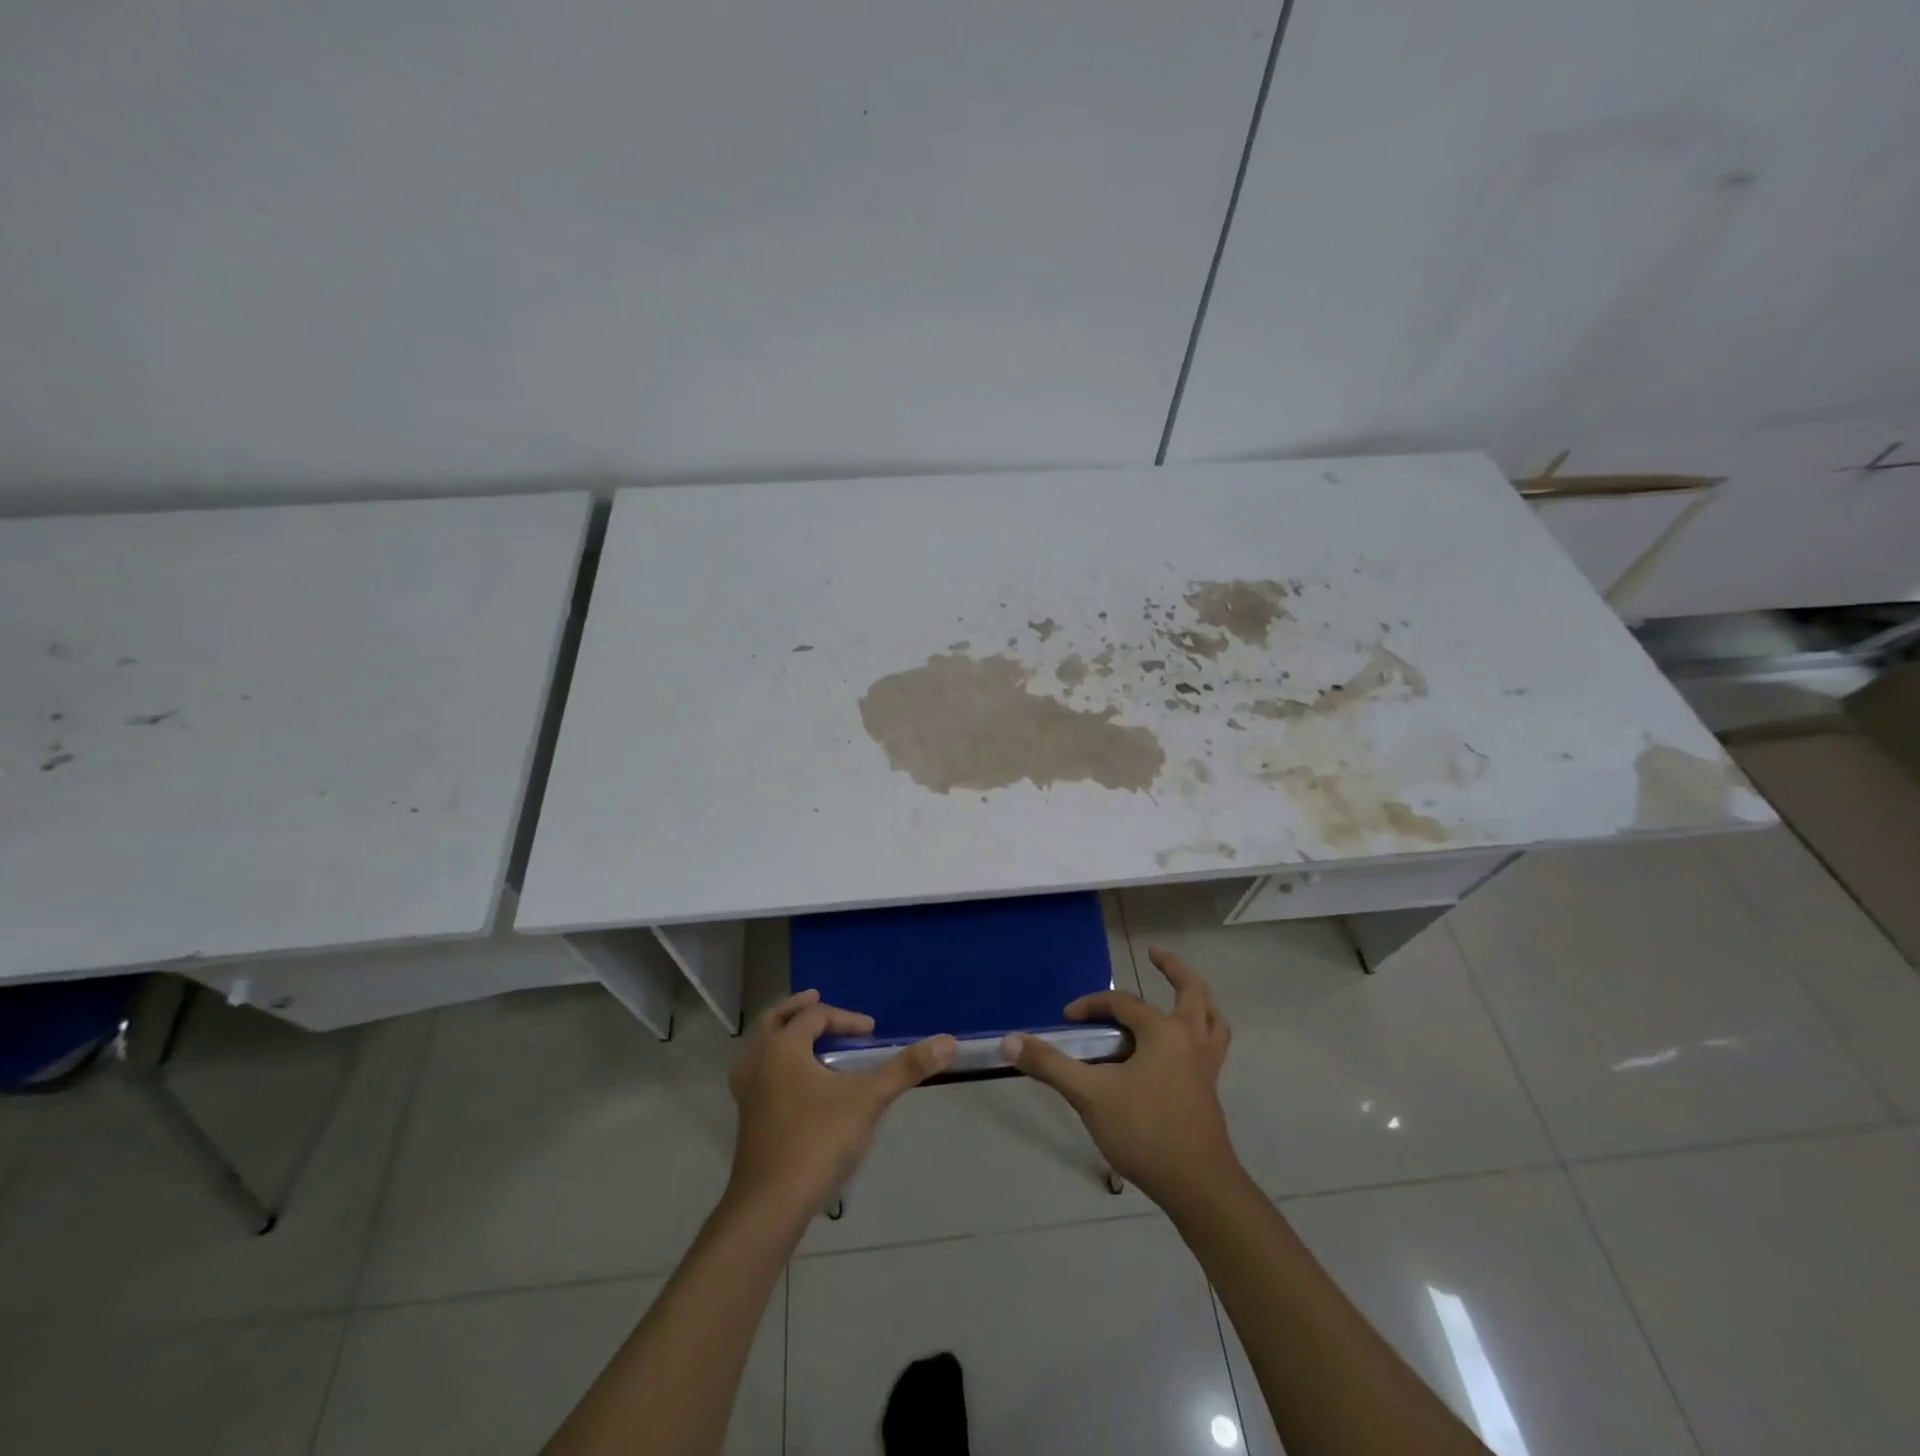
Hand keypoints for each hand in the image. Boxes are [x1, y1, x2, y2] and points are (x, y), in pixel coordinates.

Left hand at [726, 989, 956, 1218]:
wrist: (770, 1205)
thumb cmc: (817, 1141)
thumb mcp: (868, 1100)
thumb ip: (906, 1068)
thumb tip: (948, 1041)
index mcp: (782, 1047)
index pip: (815, 1017)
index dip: (846, 1019)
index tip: (872, 1033)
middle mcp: (758, 1061)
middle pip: (776, 1020)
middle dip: (799, 1009)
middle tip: (817, 999)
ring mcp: (747, 1091)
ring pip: (762, 1046)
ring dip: (784, 1034)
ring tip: (807, 1037)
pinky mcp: (747, 1117)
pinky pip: (760, 1071)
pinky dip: (777, 1061)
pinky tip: (796, 1082)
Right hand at [1002, 947, 1236, 1206]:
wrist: (1197, 1187)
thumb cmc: (1145, 1132)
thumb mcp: (1090, 1095)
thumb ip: (1050, 1065)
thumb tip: (1009, 1041)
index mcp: (1164, 1032)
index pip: (1123, 1004)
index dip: (1092, 1005)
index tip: (1067, 1018)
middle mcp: (1191, 1039)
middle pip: (1191, 991)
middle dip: (1174, 969)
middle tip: (1154, 954)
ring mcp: (1206, 1065)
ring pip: (1212, 1019)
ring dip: (1198, 1001)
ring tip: (1182, 995)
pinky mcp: (1210, 1090)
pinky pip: (1211, 1045)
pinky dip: (1201, 1031)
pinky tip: (1180, 1047)